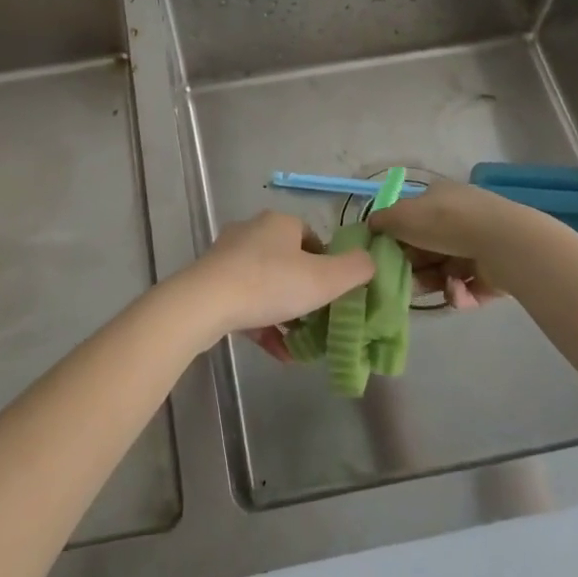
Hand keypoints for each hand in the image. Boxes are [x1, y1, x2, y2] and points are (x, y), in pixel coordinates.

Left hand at [181, 211, 372, 351]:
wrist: (207, 302)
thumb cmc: (271, 283)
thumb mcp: (325, 279)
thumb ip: (356, 269)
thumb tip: (370, 261)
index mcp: (279, 223)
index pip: (312, 238)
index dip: (328, 266)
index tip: (335, 295)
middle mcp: (253, 231)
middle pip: (289, 261)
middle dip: (306, 292)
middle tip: (320, 319)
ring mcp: (229, 256)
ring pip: (267, 284)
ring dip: (285, 313)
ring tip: (302, 343)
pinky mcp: (213, 281)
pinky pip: (246, 302)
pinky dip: (264, 324)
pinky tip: (279, 353)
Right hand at [368, 181, 518, 309]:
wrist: (501, 243)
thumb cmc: (444, 223)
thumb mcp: (402, 216)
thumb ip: (382, 221)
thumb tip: (371, 226)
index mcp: (440, 197)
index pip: (413, 217)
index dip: (398, 237)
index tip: (387, 257)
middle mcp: (460, 217)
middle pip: (429, 247)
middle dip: (416, 266)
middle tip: (405, 283)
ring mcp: (480, 244)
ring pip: (448, 269)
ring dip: (437, 282)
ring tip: (435, 290)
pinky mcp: (496, 272)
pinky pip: (469, 286)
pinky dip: (460, 293)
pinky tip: (456, 294)